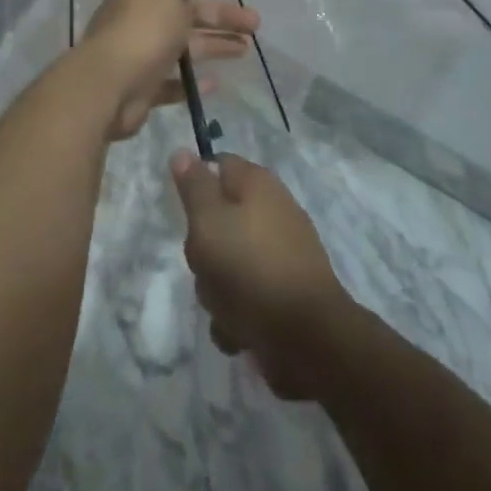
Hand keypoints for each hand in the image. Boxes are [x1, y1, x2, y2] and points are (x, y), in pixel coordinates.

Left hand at [82, 0, 259, 140]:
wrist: (111, 84)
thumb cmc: (145, 28)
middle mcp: (138, 18)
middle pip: (185, 15)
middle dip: (220, 18)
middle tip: (255, 26)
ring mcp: (139, 53)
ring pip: (182, 46)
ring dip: (213, 46)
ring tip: (246, 51)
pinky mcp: (142, 85)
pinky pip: (171, 81)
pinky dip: (191, 82)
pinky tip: (214, 83)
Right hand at [171, 151, 350, 399]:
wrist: (307, 339)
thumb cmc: (249, 270)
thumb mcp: (208, 222)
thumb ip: (194, 187)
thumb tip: (183, 152)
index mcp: (257, 185)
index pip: (218, 165)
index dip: (196, 186)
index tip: (184, 213)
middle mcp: (274, 211)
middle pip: (220, 220)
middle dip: (203, 249)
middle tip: (203, 265)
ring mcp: (284, 253)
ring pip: (230, 262)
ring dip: (217, 289)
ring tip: (223, 307)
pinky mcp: (287, 292)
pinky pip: (248, 295)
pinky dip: (239, 314)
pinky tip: (240, 330)